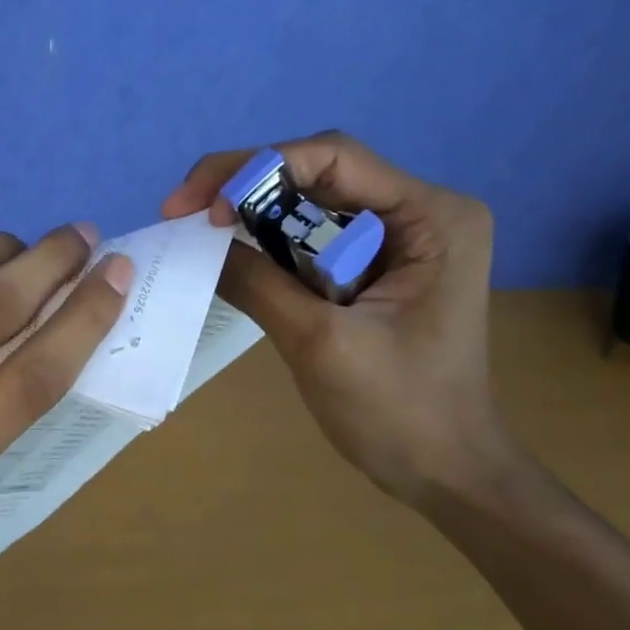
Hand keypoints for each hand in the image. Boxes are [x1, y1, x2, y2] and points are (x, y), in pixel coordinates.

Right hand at [163, 132, 515, 508]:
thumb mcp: (320, 343)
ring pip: (312, 204)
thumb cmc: (399, 412)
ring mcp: (401, 239)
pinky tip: (231, 253)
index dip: (258, 167)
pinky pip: (315, 237)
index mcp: (432, 217)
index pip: (334, 157)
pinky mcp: (378, 266)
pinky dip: (270, 243)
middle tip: (183, 212)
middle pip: (320, 174)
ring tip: (197, 230)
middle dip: (247, 187)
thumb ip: (258, 283)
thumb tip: (198, 240)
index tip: (201, 205)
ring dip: (254, 214)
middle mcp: (420, 212)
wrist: (446, 472)